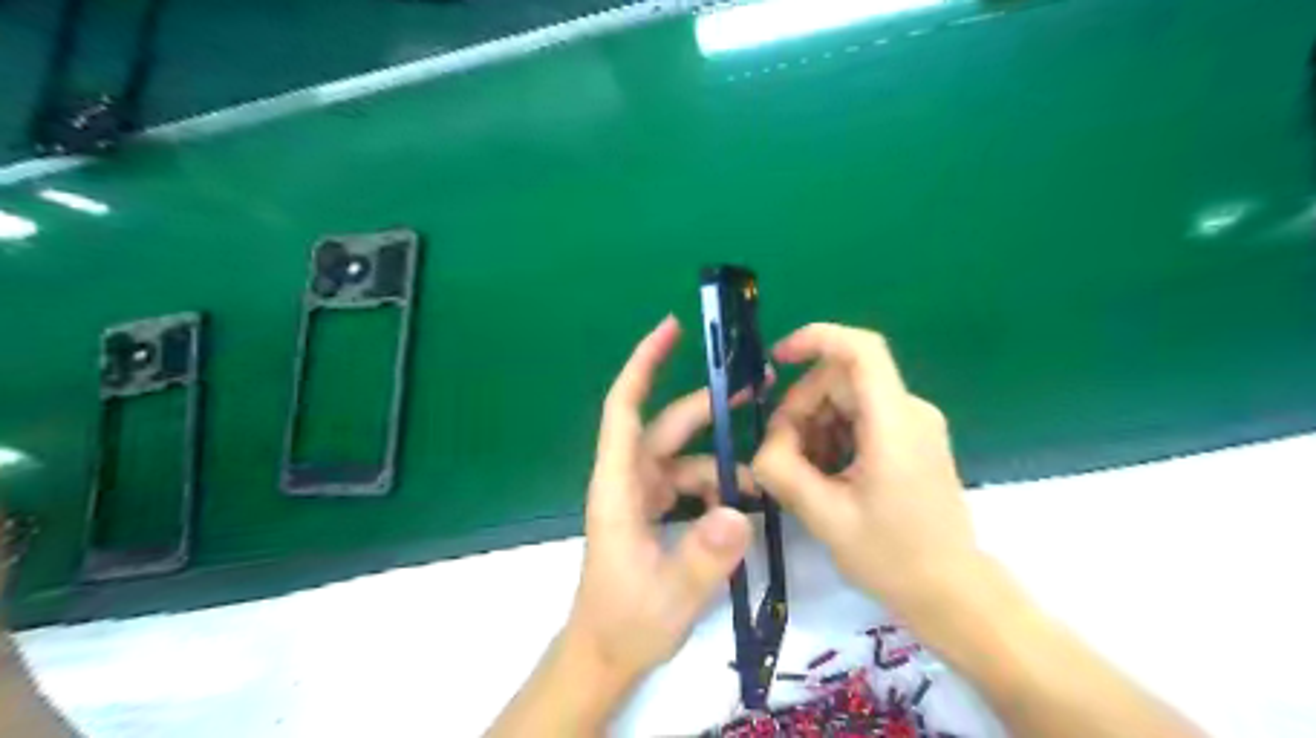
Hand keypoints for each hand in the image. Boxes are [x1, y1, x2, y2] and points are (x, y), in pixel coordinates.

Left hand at [562, 315, 749, 684]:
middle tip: (759, 386)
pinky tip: (743, 502)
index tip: (671, 328)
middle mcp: (629, 480)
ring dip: (721, 457)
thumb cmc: (624, 624)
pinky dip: (717, 484)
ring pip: (685, 456)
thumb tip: (739, 510)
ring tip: (764, 470)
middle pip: (667, 426)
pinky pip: (689, 482)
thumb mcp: (669, 596)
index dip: (643, 364)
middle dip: (710, 405)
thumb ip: (703, 556)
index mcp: (619, 487)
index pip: (625, 409)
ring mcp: (642, 495)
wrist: (605, 655)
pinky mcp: (654, 511)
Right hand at [750, 325, 974, 618]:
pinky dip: (833, 436)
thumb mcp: (824, 517)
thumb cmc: (893, 558)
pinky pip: (860, 418)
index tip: (778, 359)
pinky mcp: (910, 439)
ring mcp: (913, 424)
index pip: (860, 349)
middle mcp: (909, 411)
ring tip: (805, 474)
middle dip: (802, 408)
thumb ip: (782, 470)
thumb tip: (765, 441)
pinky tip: (825, 475)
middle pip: (841, 379)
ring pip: (846, 399)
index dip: (816, 339)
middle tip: (782, 455)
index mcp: (894, 423)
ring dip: (815, 426)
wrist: (952, 593)